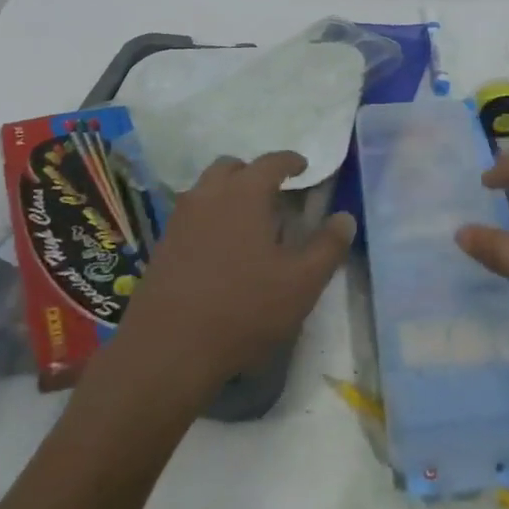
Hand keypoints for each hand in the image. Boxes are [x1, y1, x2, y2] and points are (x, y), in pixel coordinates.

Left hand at [112, 151, 355, 401]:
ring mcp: (180, 219)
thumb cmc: (244, 309)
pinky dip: (209, 216)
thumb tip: (345, 218)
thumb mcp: (301, 283)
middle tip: (273, 192)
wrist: (168, 348)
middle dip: (253, 172)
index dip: (290, 161)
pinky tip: (221, 247)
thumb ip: (327, 247)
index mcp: (244, 194)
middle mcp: (208, 195)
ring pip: (206, 189)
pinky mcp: (163, 245)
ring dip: (228, 192)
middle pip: (231, 168)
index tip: (303, 167)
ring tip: (247, 219)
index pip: (270, 162)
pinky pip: (191, 215)